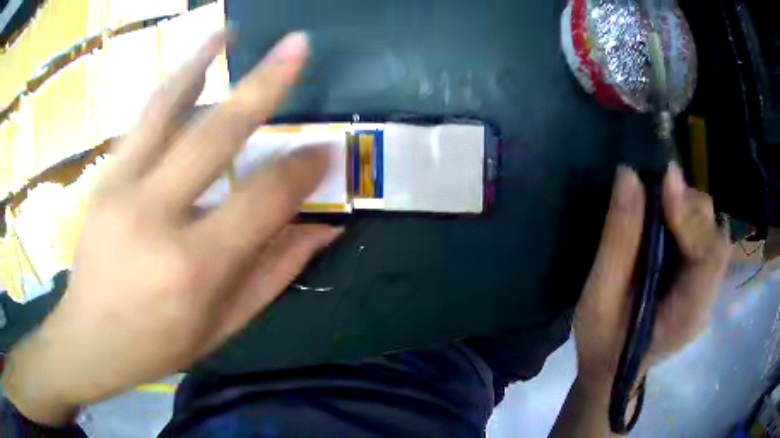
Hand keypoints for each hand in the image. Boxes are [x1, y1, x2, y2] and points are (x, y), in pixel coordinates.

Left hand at [2, 30, 341, 425]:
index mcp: (193, 267)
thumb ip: (274, 273)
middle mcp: (155, 216)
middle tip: (299, 46)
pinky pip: (142, 120)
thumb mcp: (223, 325)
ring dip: (203, 61)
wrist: (90, 340)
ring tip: (232, 30)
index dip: (301, 172)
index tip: (326, 151)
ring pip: (167, 108)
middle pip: (215, 135)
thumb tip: (324, 230)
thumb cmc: (158, 344)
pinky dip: (172, 85)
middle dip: (265, 84)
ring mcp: (121, 188)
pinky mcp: (104, 178)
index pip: (262, 200)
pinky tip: (193, 62)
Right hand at [574, 165, 729, 392]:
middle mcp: (707, 297)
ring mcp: (706, 287)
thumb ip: (618, 240)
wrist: (613, 373)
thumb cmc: (603, 345)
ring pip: (711, 231)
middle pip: (715, 236)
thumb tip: (628, 176)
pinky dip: (686, 216)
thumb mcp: (598, 299)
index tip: (664, 182)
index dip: (691, 215)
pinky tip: (665, 216)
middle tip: (653, 190)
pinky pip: (702, 236)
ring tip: (656, 202)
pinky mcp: (699, 278)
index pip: (709, 256)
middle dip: (688, 206)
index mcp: (688, 313)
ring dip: (687, 207)